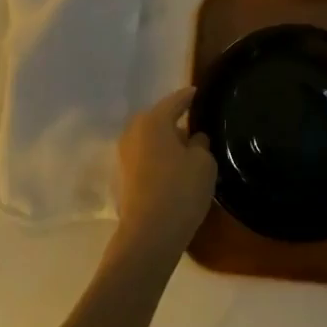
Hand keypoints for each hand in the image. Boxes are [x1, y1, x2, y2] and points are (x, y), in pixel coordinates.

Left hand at [114, 87, 216, 261]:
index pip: (175, 101)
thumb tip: (193, 139)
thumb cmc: (180, 189)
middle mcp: (133, 132)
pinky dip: (157, 157)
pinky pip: (145, 157)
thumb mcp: (204, 163)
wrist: (149, 234)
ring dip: (164, 141)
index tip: (198, 92)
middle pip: (157, 119)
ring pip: (149, 139)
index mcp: (153, 120)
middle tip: (193, 124)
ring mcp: (124, 155)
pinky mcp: (123, 177)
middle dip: (174, 120)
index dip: (189, 96)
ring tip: (185, 149)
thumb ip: (200, 144)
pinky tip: (172, 168)